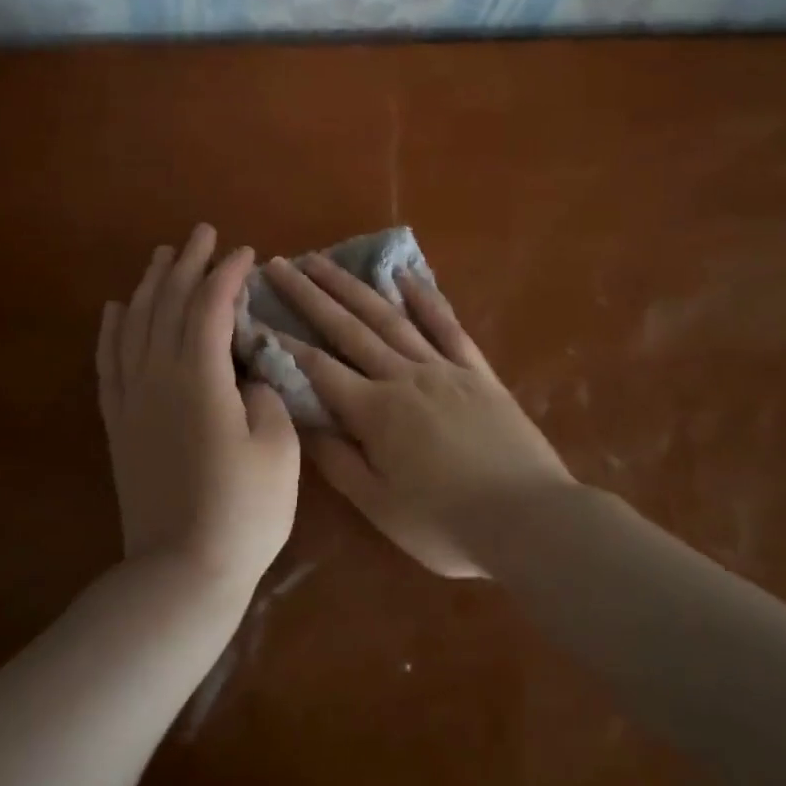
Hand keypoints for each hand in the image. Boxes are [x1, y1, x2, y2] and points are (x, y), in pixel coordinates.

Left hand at [98, 226, 299, 592]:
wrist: (181, 571)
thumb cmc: (244, 510)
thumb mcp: (278, 446)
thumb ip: (266, 391)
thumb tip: (249, 369)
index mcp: (200, 377)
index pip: (210, 306)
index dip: (227, 274)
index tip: (245, 253)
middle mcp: (157, 376)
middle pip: (167, 303)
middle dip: (187, 264)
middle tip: (202, 232)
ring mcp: (132, 398)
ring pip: (134, 324)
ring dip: (149, 285)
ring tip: (162, 257)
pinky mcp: (118, 422)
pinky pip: (109, 361)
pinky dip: (112, 328)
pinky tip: (116, 308)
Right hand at [262, 255, 574, 577]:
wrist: (531, 520)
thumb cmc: (447, 524)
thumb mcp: (381, 506)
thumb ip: (339, 462)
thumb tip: (303, 422)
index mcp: (376, 412)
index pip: (317, 368)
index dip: (282, 342)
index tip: (254, 314)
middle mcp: (404, 377)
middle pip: (348, 329)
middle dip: (310, 295)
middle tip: (280, 265)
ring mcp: (443, 369)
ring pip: (390, 318)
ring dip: (354, 287)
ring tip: (325, 261)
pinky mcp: (477, 372)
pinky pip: (447, 326)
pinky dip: (425, 298)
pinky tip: (405, 275)